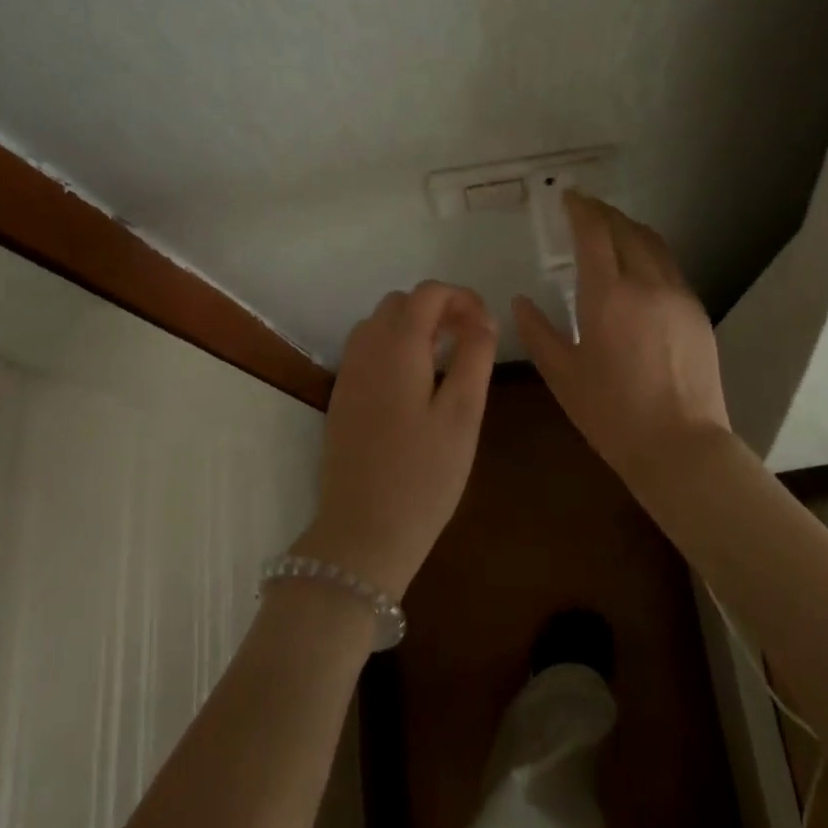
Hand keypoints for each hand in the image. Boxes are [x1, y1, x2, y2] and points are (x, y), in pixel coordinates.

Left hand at [296, 282, 496, 599]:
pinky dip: (393, 346)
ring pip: (380, 324)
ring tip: (445, 358)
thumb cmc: (423, 475)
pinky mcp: (342, 397)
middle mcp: (366, 350)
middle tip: (468, 340)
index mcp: (397, 347)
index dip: (461, 297)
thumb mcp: (463, 414)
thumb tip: (483, 319)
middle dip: (437, 309)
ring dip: (413, 326)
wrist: (362, 534)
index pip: (427, 294)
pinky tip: (415, 382)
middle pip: (400, 303)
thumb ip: (475, 357)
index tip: (485, 325)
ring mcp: (348, 374)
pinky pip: (367, 350)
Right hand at [512, 194, 731, 492]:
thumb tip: (521, 302)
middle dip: (603, 213)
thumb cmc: (612, 414)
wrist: (682, 445)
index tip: (568, 198)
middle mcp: (645, 283)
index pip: (594, 232)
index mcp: (607, 296)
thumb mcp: (563, 376)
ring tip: (611, 230)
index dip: (580, 209)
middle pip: (625, 228)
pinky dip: (649, 252)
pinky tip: (639, 268)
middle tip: (585, 210)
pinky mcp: (697, 310)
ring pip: (653, 243)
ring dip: (629, 228)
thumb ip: (538, 333)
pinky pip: (669, 266)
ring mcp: (677, 294)